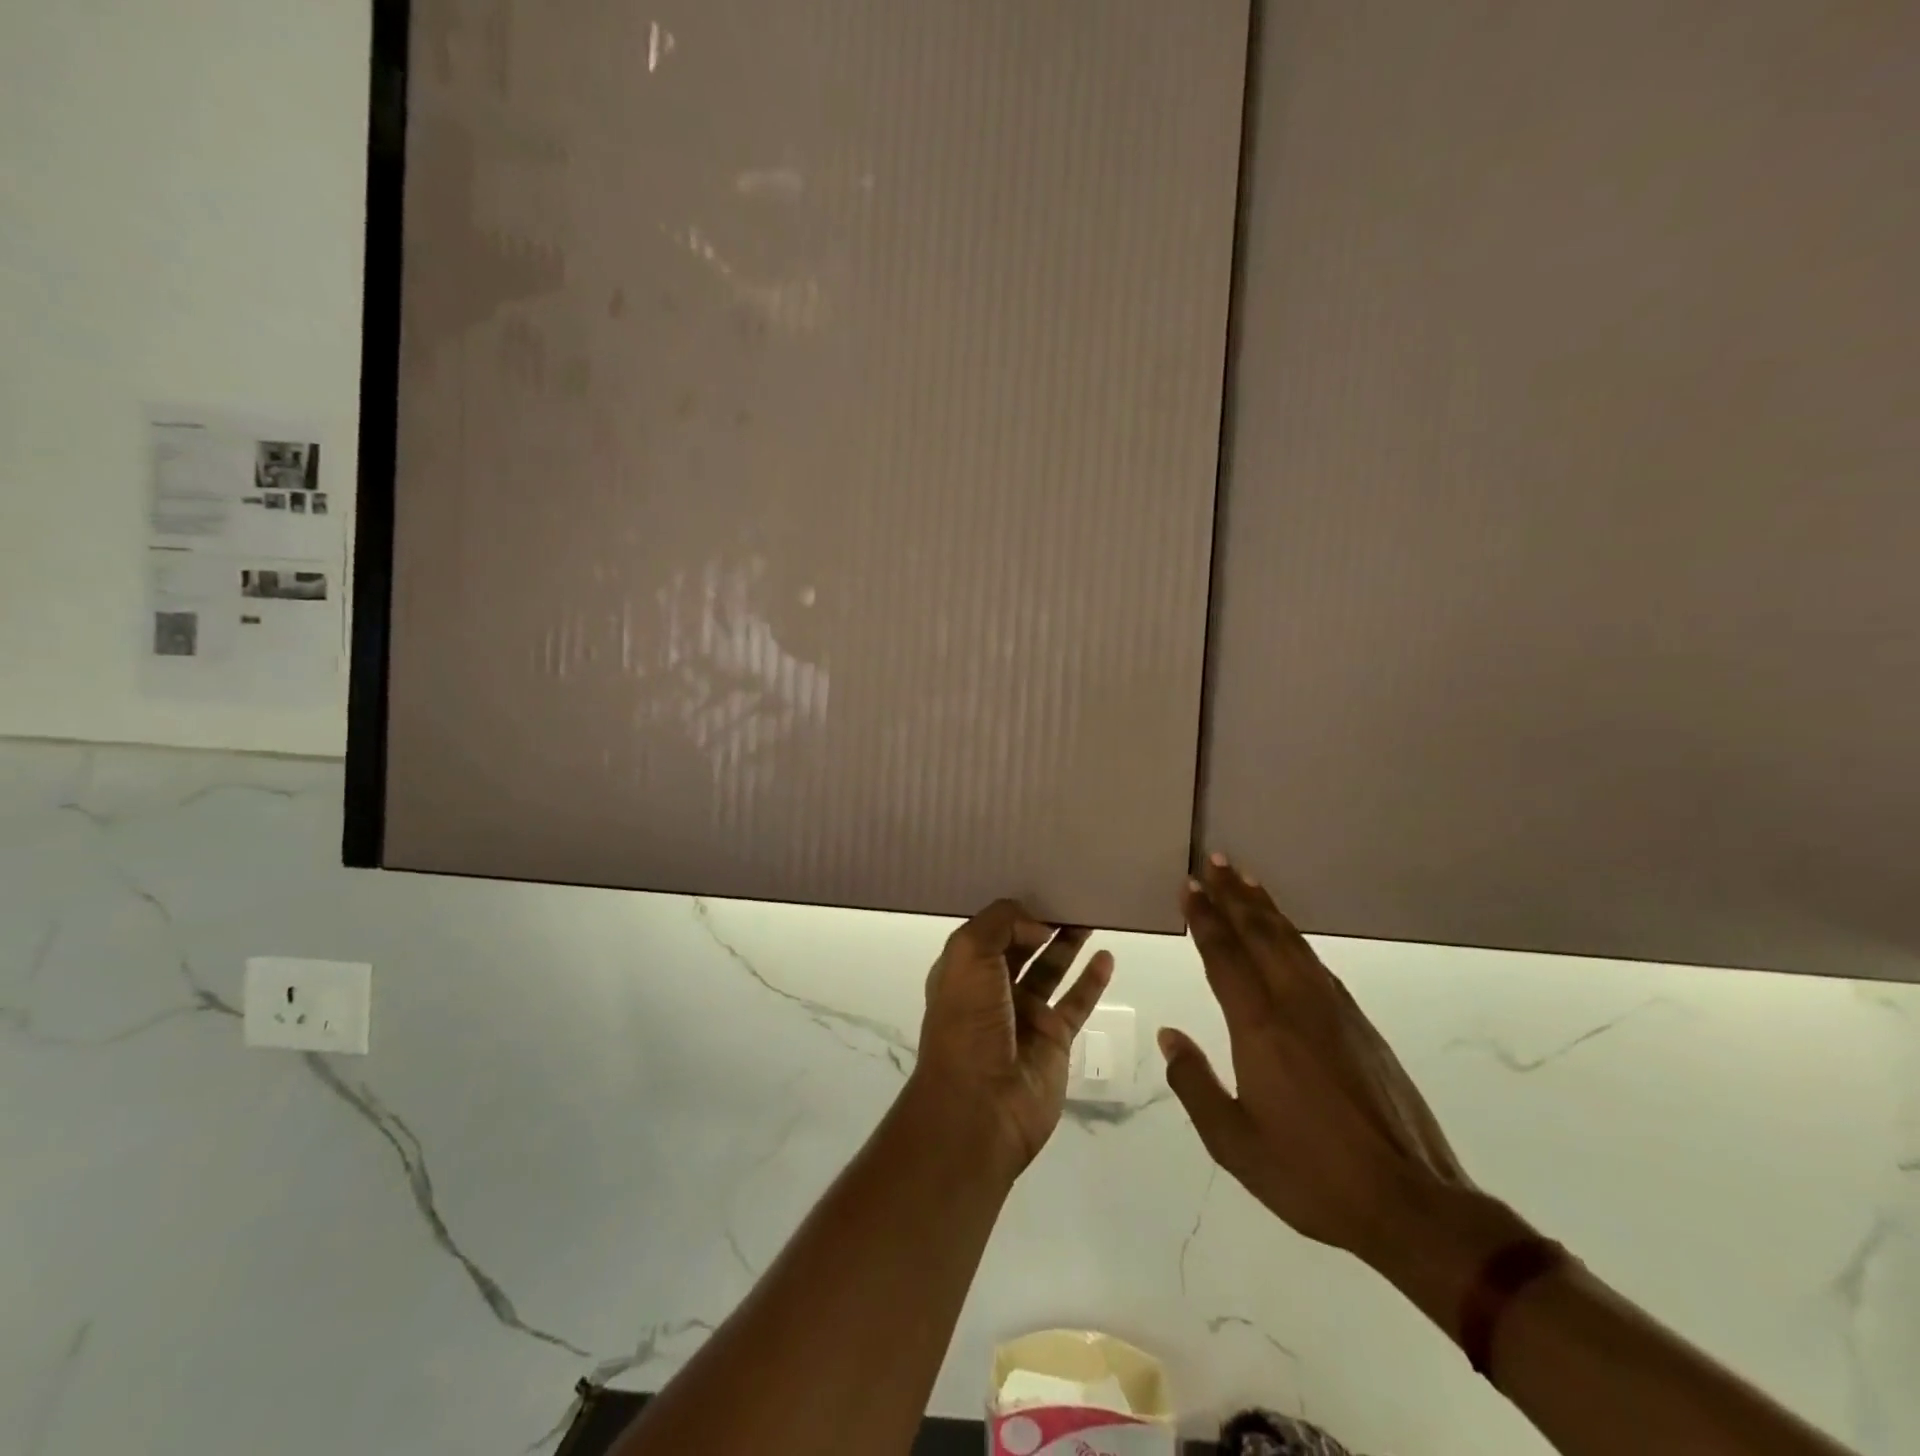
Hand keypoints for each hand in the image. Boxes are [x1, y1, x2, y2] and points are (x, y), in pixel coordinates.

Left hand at [909, 899, 1113, 1178]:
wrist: (980, 1106)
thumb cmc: (967, 1023)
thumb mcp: (968, 955)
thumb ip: (1001, 924)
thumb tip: (1038, 924)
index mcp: (963, 970)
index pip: (989, 930)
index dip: (1012, 910)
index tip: (1039, 884)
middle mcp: (992, 989)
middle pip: (1022, 946)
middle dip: (1043, 921)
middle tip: (1073, 894)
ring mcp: (1025, 1015)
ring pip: (1051, 969)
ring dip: (1069, 943)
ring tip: (1091, 915)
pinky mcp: (1054, 1039)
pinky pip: (1077, 1002)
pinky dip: (1092, 980)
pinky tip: (1107, 957)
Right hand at [1159, 857, 1472, 1255]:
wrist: (1412, 1204)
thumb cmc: (1312, 1176)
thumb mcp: (1234, 1143)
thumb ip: (1194, 1083)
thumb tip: (1169, 1035)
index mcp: (1260, 1027)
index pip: (1224, 956)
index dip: (1204, 918)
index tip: (1189, 886)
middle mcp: (1296, 1003)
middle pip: (1260, 934)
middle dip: (1234, 895)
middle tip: (1215, 861)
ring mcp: (1334, 1009)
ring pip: (1291, 941)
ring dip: (1265, 907)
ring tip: (1246, 880)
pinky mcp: (1360, 1023)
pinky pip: (1314, 960)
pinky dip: (1292, 934)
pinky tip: (1287, 934)